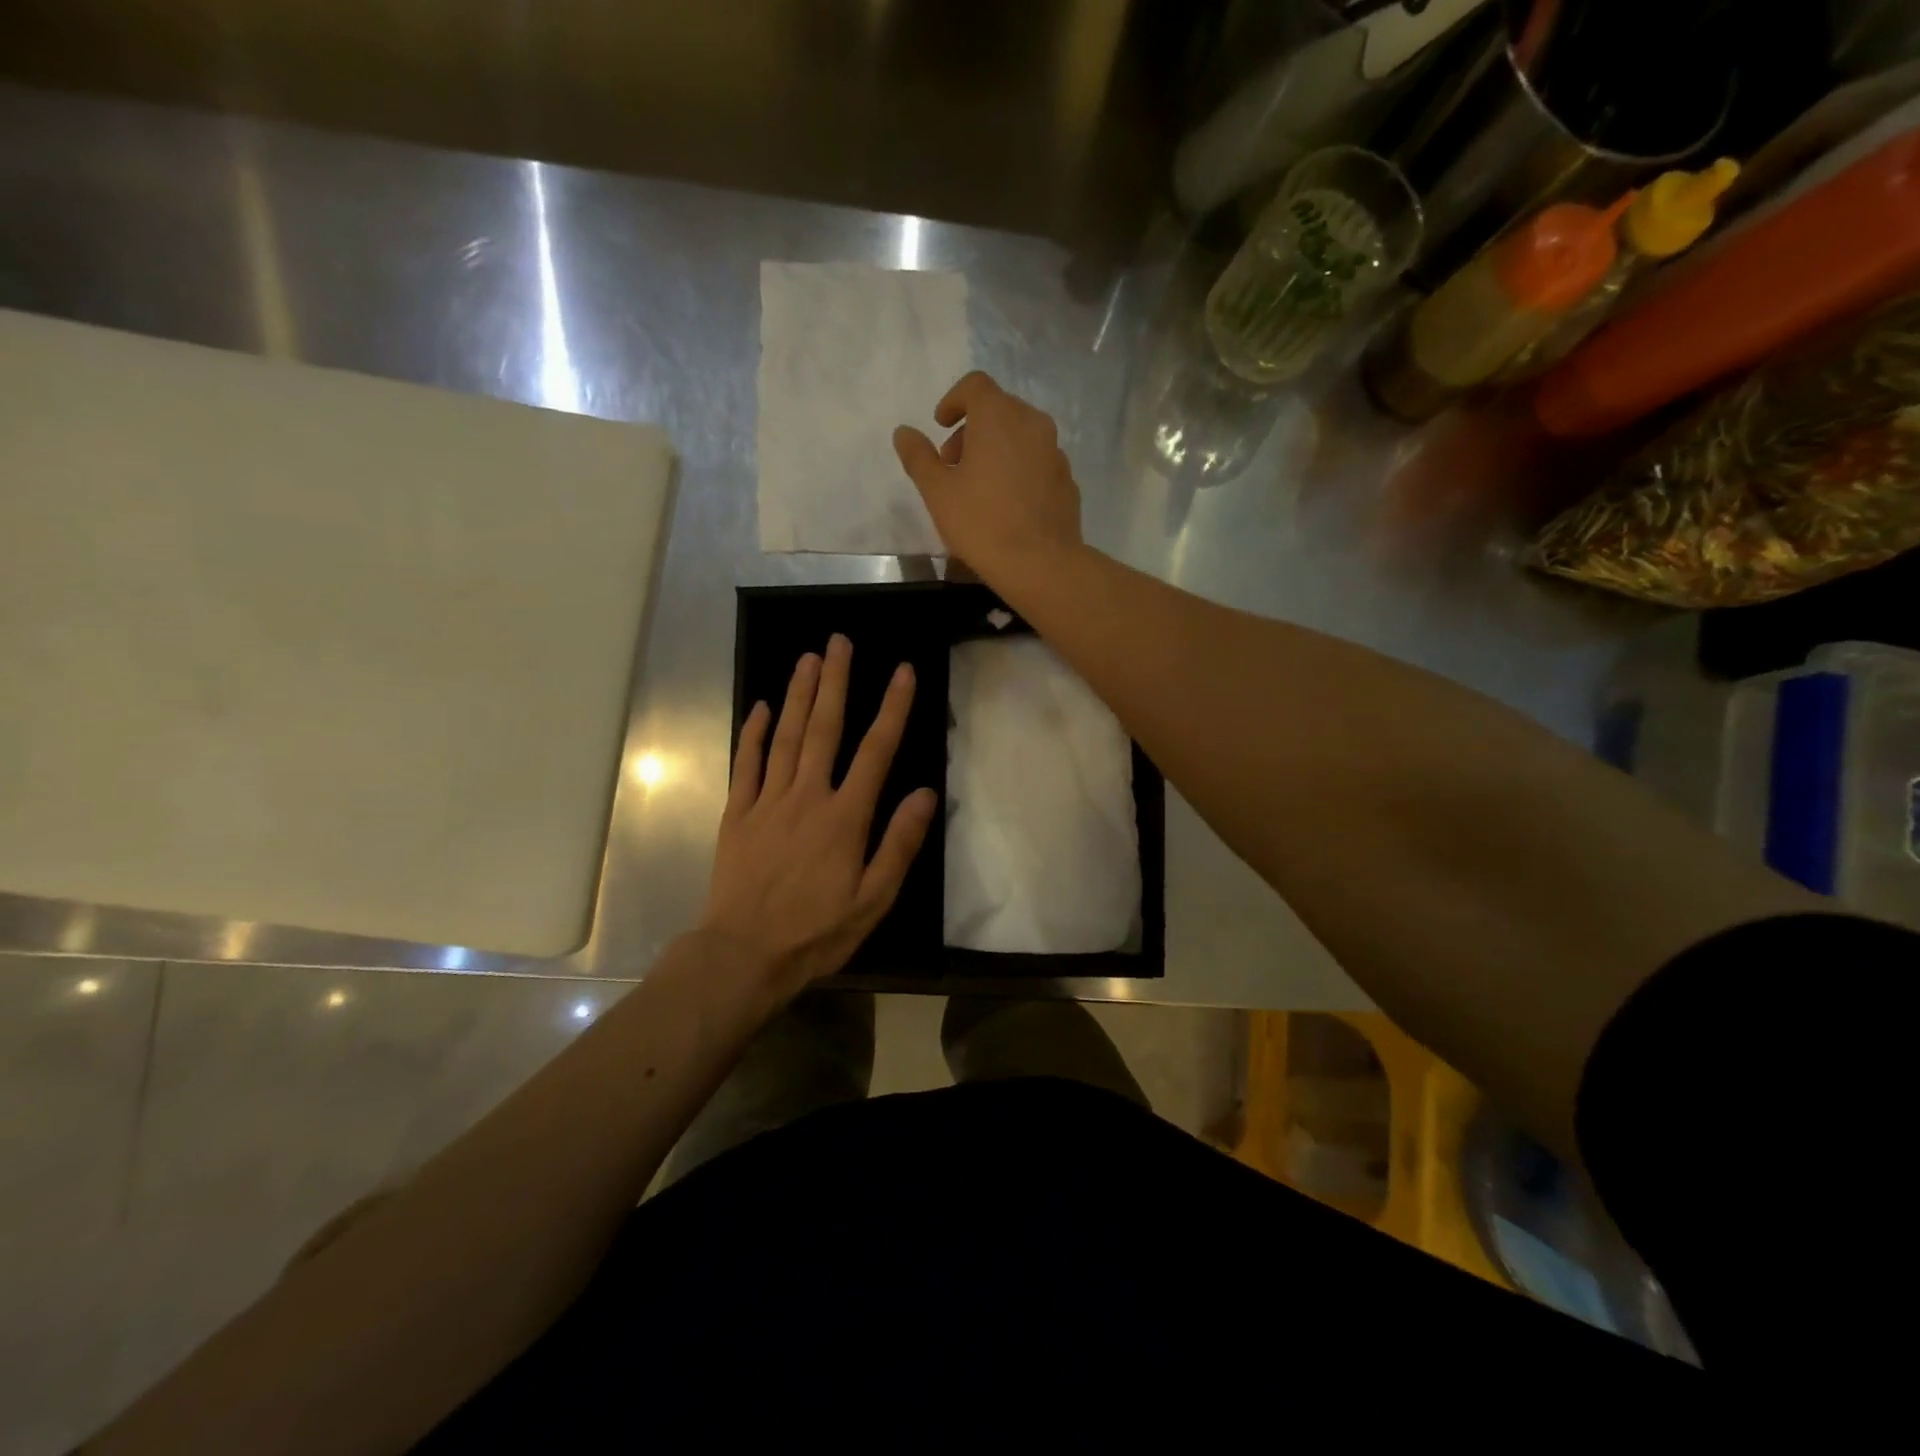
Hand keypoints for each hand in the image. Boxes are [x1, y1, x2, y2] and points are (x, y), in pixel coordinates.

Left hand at [700, 633, 936, 999]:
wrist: (744, 955)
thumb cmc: (817, 932)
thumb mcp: (873, 900)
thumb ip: (900, 843)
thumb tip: (926, 793)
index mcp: (845, 817)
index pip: (875, 750)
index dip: (892, 708)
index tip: (901, 671)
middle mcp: (807, 796)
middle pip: (823, 728)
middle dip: (835, 682)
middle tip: (839, 642)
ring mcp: (767, 802)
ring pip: (784, 737)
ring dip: (797, 695)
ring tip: (807, 658)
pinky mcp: (738, 814)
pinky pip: (746, 765)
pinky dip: (753, 733)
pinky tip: (759, 707)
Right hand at [892, 370, 1083, 585]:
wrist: (1040, 563)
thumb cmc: (981, 523)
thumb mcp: (938, 492)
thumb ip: (918, 457)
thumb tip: (903, 432)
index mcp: (998, 416)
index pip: (975, 385)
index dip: (954, 400)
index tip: (940, 426)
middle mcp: (1032, 423)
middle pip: (999, 409)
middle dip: (972, 429)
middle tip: (954, 464)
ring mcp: (1055, 451)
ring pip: (1021, 436)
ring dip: (997, 449)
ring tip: (980, 487)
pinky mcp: (1067, 479)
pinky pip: (1037, 462)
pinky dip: (1019, 470)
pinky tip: (1008, 504)